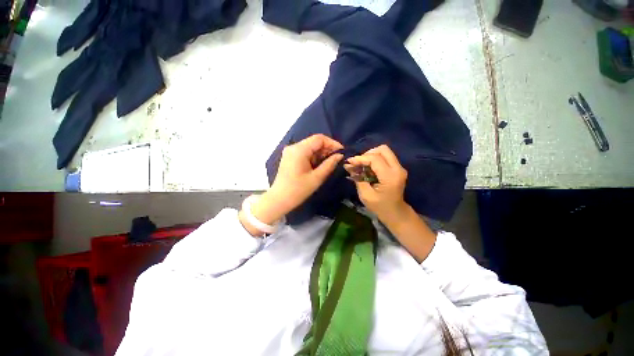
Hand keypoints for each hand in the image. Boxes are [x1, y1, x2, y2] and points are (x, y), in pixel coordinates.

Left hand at [249, 134, 343, 227]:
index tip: (342, 152)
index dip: (332, 143)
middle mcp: (294, 147)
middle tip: (337, 159)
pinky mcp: (289, 157)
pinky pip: (304, 152)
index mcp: (299, 149)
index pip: (319, 139)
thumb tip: (340, 155)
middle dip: (327, 149)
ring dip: (320, 153)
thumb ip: (330, 164)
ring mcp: (290, 152)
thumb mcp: (317, 177)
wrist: (279, 199)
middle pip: (314, 142)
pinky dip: (313, 157)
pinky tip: (319, 165)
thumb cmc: (298, 190)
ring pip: (310, 147)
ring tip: (329, 163)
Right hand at [345, 145, 409, 226]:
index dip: (360, 158)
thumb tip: (348, 166)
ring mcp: (399, 167)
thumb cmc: (380, 207)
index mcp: (390, 177)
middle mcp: (398, 169)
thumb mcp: (365, 195)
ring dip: (371, 155)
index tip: (349, 162)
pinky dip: (375, 159)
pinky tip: (368, 167)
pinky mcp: (397, 168)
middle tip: (358, 163)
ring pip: (384, 151)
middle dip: (367, 153)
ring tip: (362, 165)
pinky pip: (385, 157)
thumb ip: (358, 178)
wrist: (396, 213)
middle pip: (383, 149)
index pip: (375, 159)